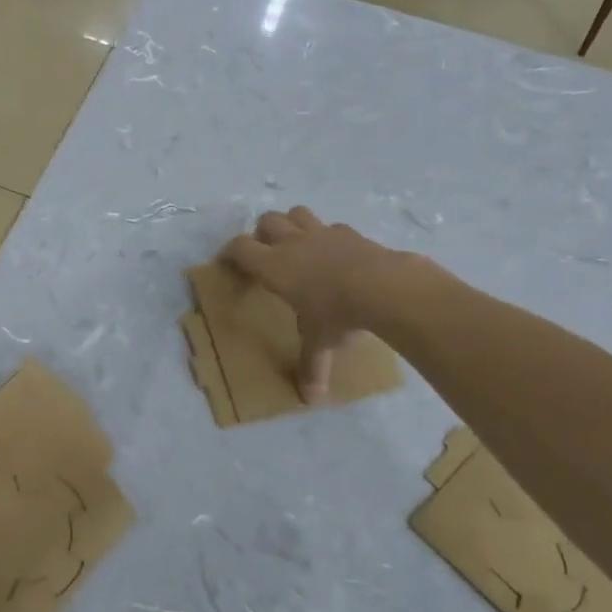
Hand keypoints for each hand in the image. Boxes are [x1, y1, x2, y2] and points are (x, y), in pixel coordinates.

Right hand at [219, 207, 400, 400]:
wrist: (384, 287)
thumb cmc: (338, 314)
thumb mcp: (320, 342)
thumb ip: (312, 365)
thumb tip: (311, 397)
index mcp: (274, 266)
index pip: (240, 248)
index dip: (230, 252)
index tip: (227, 262)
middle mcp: (293, 243)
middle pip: (266, 221)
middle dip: (261, 234)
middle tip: (266, 254)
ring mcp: (322, 233)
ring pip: (296, 213)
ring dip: (291, 224)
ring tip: (297, 244)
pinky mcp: (349, 232)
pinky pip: (331, 226)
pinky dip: (327, 236)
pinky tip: (335, 253)